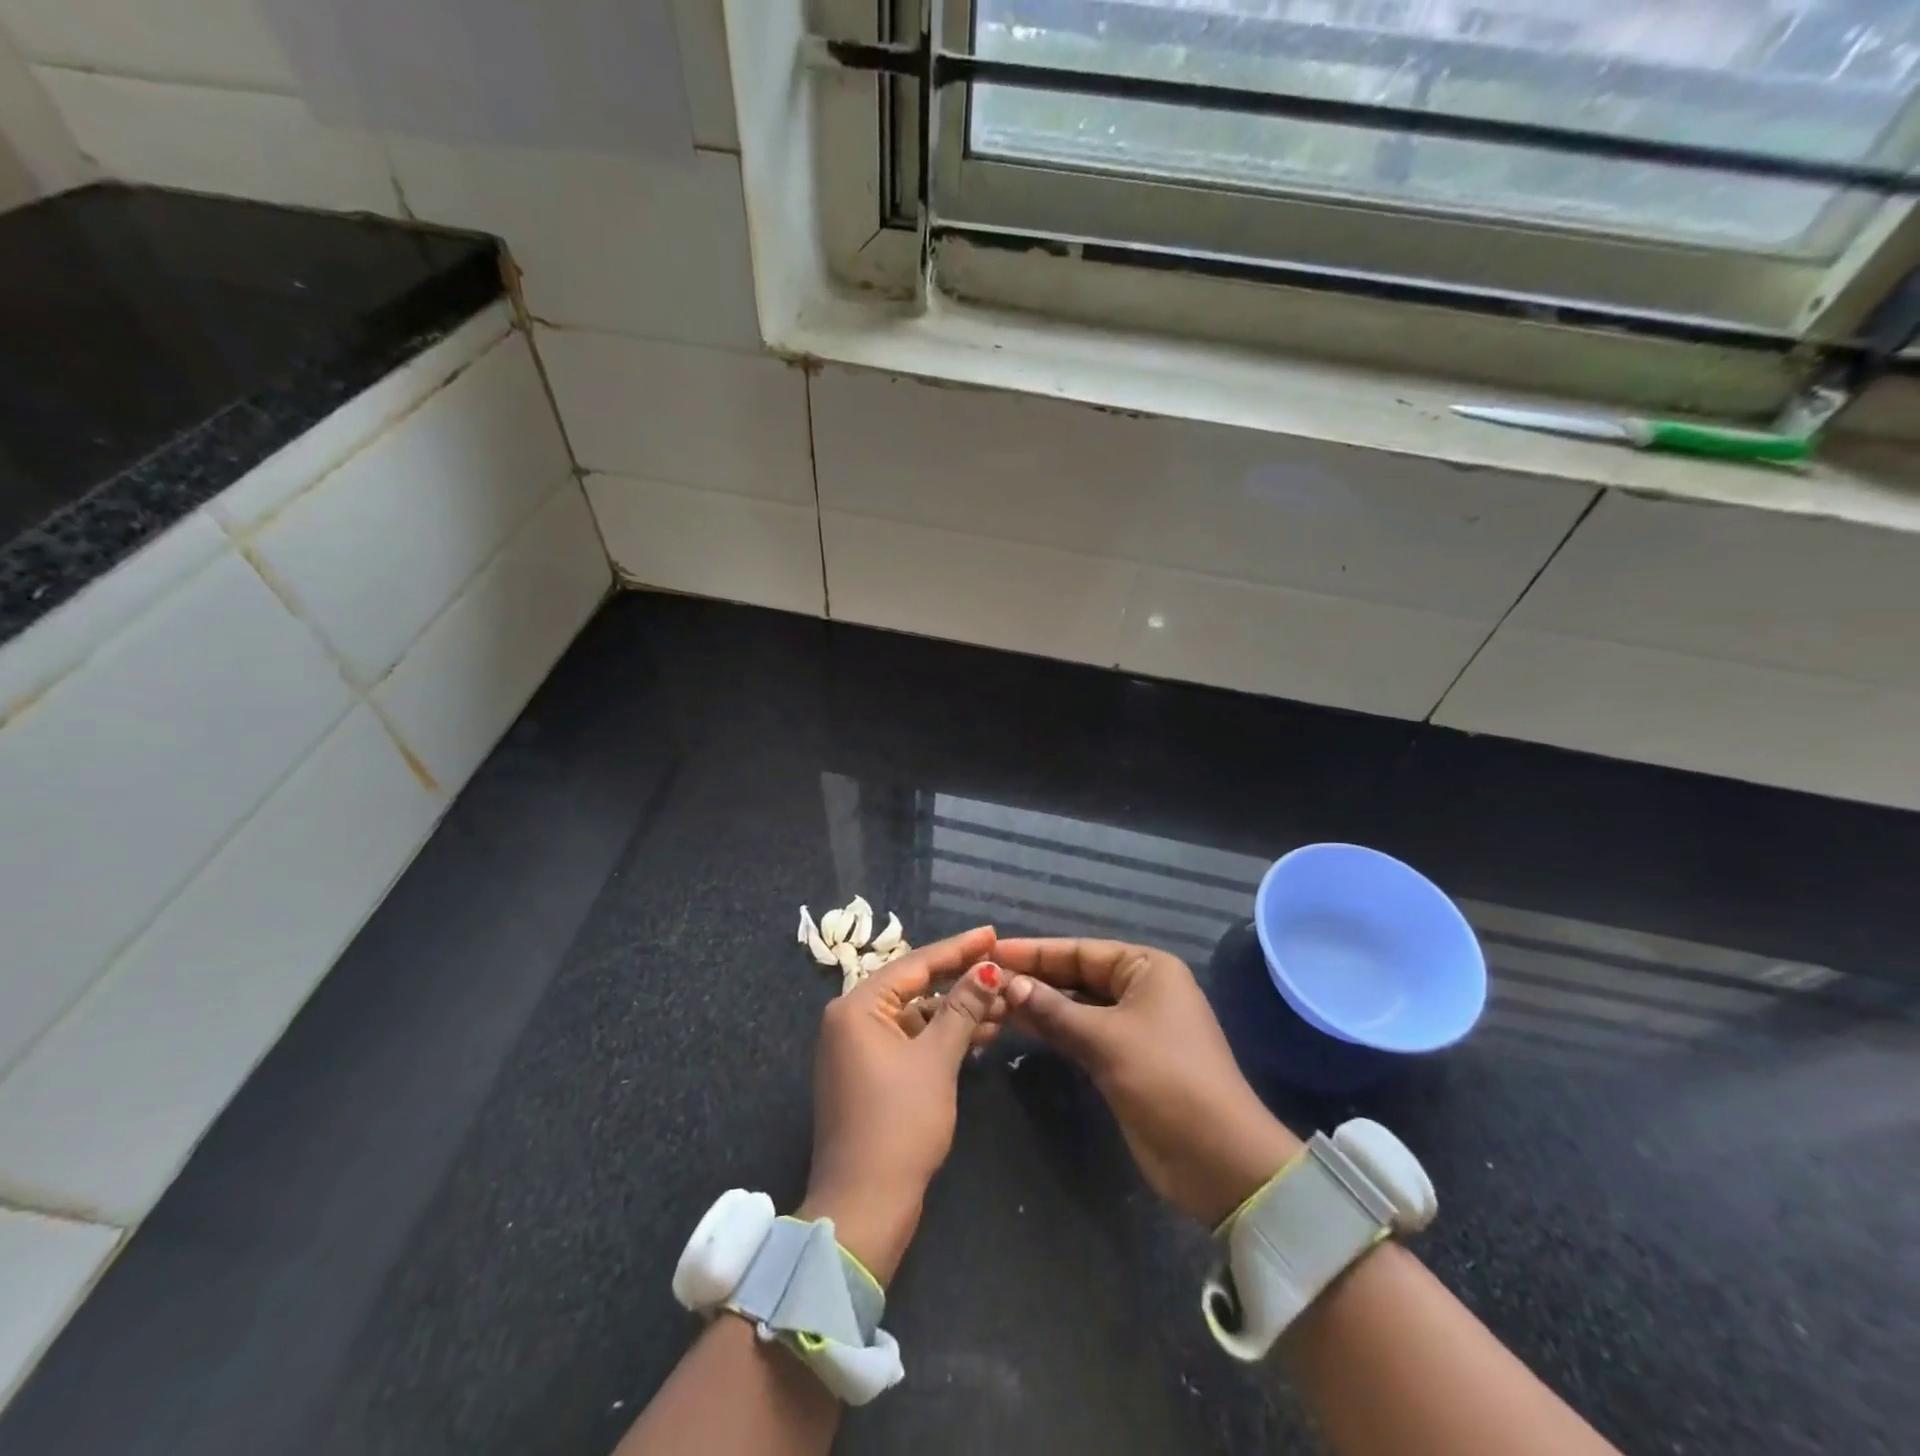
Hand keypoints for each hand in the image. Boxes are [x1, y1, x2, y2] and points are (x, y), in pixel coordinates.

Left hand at [799, 925, 1004, 1285]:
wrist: (865, 1205)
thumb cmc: (899, 1122)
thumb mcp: (937, 1059)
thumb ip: (963, 1008)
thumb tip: (989, 969)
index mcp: (857, 1007)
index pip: (916, 965)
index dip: (958, 948)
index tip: (992, 933)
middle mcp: (851, 1020)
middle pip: (915, 987)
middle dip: (961, 982)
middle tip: (1002, 968)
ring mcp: (858, 1049)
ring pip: (916, 1016)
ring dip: (956, 1012)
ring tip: (1003, 1004)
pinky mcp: (870, 1075)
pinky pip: (910, 1041)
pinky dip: (941, 1037)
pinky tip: (979, 1034)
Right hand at [996, 938, 1301, 1227]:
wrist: (1218, 1160)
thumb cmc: (1167, 1080)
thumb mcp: (1107, 1039)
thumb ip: (1054, 1009)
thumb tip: (1008, 984)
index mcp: (1147, 968)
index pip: (1080, 950)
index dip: (1034, 951)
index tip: (990, 951)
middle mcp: (1140, 989)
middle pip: (1076, 975)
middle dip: (1033, 977)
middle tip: (982, 978)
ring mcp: (1132, 1026)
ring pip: (1075, 1005)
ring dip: (1038, 1004)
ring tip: (989, 1001)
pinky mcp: (1123, 1059)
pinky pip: (1080, 1033)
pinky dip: (1052, 1029)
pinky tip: (1016, 1025)